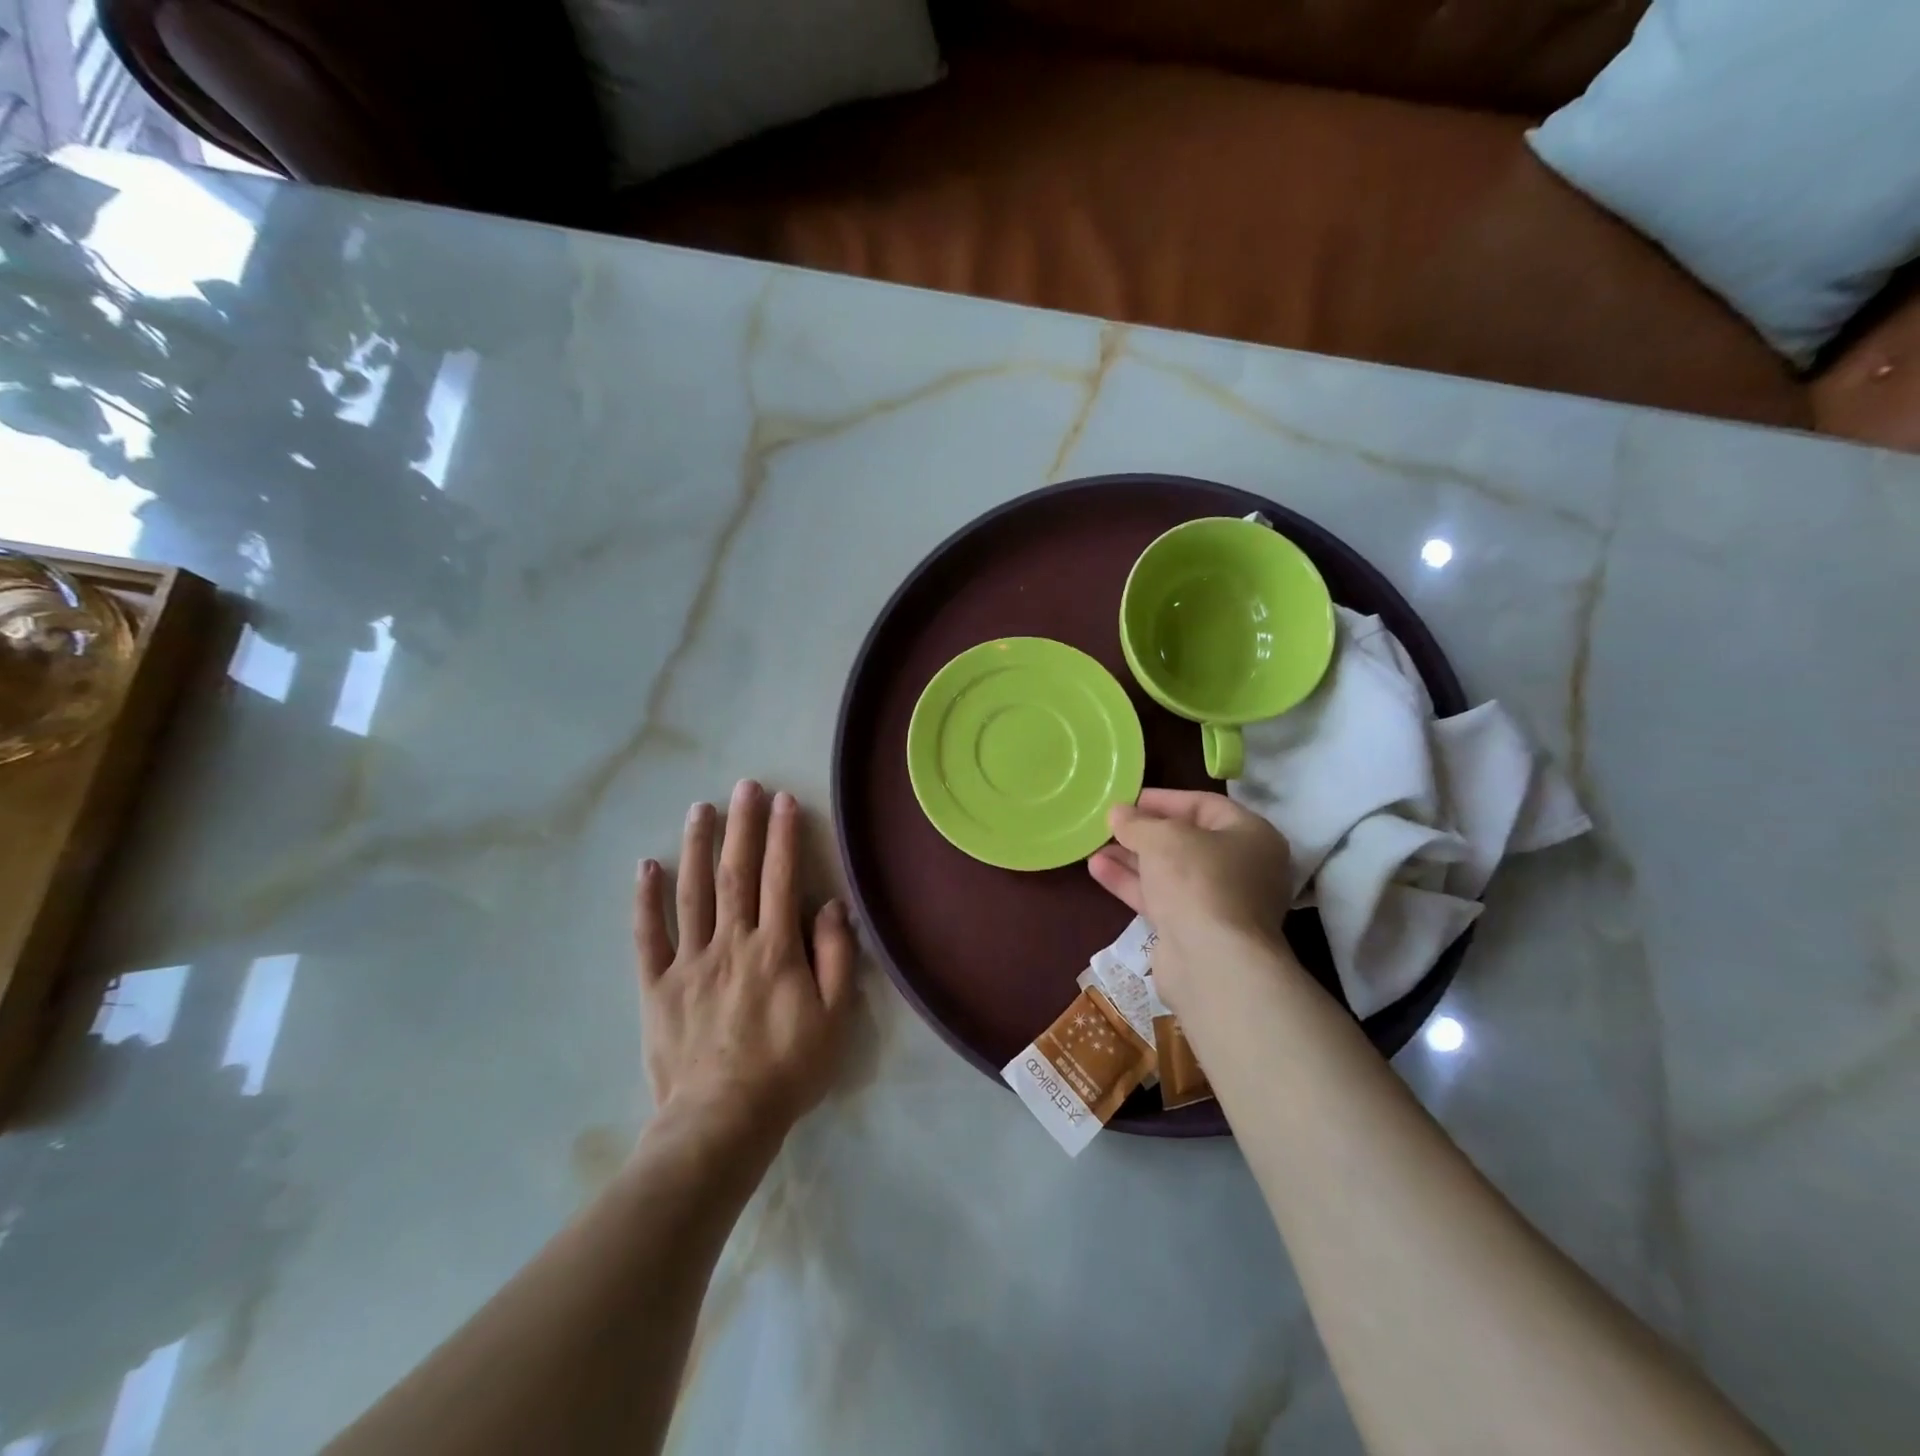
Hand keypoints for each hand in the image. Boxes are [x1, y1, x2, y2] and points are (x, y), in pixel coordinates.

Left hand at [635, 780, 855, 1145]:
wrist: (722, 1122)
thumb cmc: (787, 1069)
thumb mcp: (834, 1017)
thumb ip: (836, 957)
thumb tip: (830, 906)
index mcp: (774, 948)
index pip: (780, 878)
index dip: (782, 835)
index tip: (783, 800)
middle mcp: (731, 942)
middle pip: (736, 873)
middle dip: (742, 825)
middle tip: (744, 785)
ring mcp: (689, 962)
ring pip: (692, 892)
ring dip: (697, 846)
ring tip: (700, 808)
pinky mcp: (657, 986)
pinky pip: (648, 936)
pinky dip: (646, 900)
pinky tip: (646, 866)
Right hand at [1087, 789, 1295, 1010]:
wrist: (1212, 961)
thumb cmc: (1198, 881)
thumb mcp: (1163, 838)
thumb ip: (1138, 822)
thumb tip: (1118, 813)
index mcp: (1251, 836)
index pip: (1205, 805)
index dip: (1164, 800)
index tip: (1128, 799)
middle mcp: (1242, 868)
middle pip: (1187, 841)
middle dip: (1144, 832)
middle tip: (1109, 824)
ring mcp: (1219, 903)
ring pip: (1170, 872)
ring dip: (1132, 858)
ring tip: (1093, 846)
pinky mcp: (1195, 930)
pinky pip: (1161, 898)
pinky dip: (1132, 883)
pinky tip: (1097, 869)